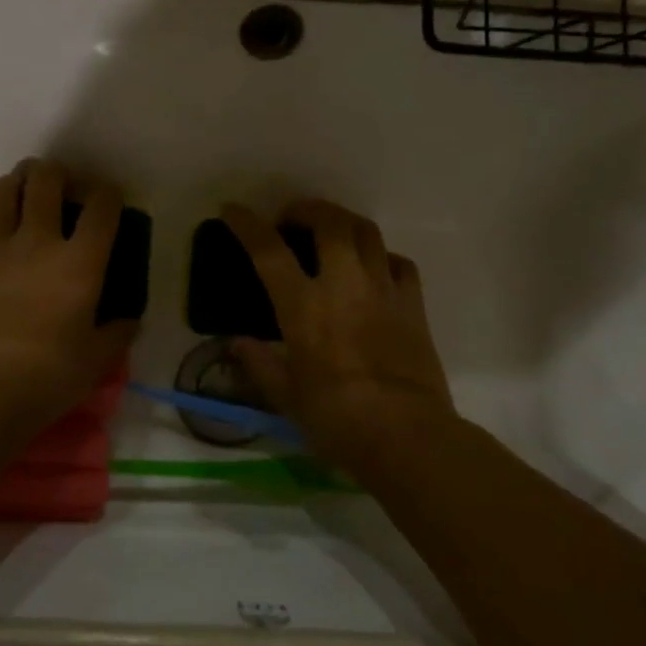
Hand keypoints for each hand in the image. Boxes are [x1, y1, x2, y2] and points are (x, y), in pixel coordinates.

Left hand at [0, 160, 136, 424]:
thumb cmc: (50, 376)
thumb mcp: (99, 360)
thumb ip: (118, 332)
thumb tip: (129, 318)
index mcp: (79, 263)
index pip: (101, 209)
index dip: (108, 194)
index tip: (109, 199)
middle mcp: (37, 243)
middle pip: (43, 182)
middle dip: (53, 172)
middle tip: (57, 180)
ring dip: (9, 185)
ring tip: (15, 192)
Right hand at [221, 200, 456, 473]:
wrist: (407, 437)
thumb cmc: (337, 420)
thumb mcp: (286, 397)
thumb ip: (260, 364)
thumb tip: (238, 344)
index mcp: (303, 306)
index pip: (268, 250)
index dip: (247, 224)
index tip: (231, 210)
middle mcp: (343, 285)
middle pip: (329, 222)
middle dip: (306, 209)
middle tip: (291, 218)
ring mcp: (383, 290)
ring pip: (367, 232)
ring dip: (343, 222)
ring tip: (330, 232)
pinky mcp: (414, 305)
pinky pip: (399, 262)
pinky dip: (381, 255)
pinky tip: (374, 268)